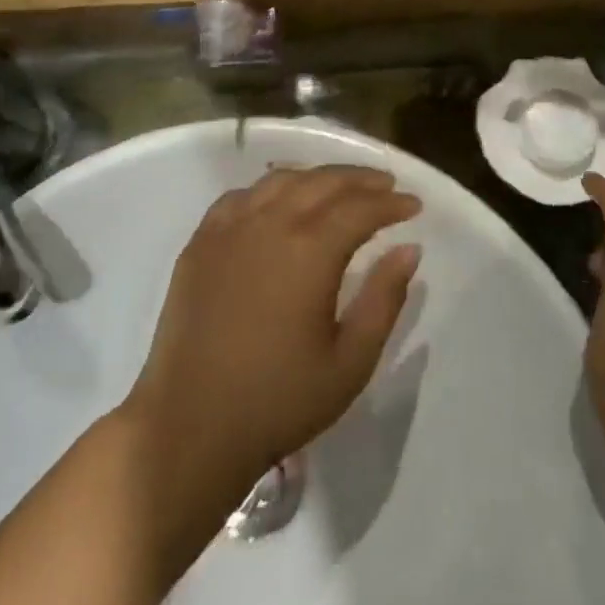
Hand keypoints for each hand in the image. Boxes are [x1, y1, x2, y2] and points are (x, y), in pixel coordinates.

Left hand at [124, 166, 422, 504]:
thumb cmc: (278, 400)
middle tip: (386, 186)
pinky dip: (269, 189)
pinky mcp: (200, 242)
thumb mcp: (350, 362)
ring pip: (280, 181)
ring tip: (339, 188)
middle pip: (322, 182)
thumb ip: (384, 299)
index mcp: (309, 250)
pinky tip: (278, 201)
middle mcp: (269, 223)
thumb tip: (409, 249)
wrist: (189, 427)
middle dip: (360, 180)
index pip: (360, 208)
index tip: (414, 206)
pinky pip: (240, 196)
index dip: (391, 204)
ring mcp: (229, 229)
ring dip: (317, 178)